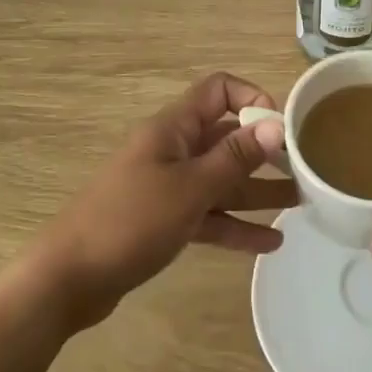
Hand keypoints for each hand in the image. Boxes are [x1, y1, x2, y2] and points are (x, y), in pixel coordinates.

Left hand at [41, 73, 294, 328]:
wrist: (67, 280)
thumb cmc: (130, 222)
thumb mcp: (190, 188)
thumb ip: (235, 157)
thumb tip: (276, 124)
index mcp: (173, 129)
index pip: (218, 90)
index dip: (252, 99)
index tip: (281, 128)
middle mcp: (173, 150)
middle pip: (226, 138)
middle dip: (265, 151)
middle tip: (304, 169)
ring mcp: (167, 187)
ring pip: (221, 180)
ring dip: (257, 191)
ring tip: (301, 204)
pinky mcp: (163, 221)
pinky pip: (208, 214)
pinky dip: (235, 225)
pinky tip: (269, 243)